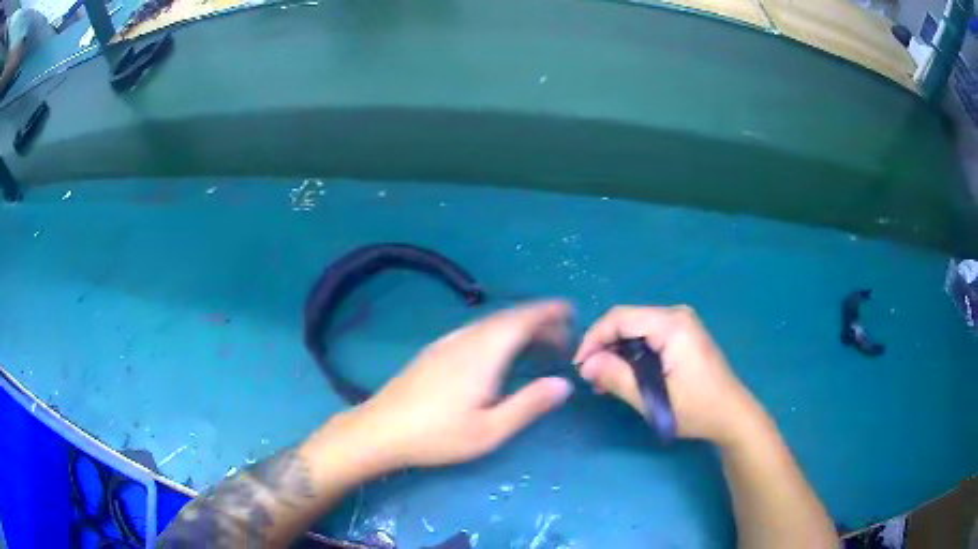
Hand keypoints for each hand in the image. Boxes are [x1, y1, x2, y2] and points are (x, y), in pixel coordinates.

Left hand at [343, 300, 574, 469]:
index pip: (522, 319)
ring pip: (491, 324)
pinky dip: (499, 334)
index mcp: (483, 353)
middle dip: (539, 321)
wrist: (381, 429)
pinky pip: (477, 331)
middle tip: (562, 338)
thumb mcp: (490, 429)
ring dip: (519, 327)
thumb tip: (565, 384)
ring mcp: (447, 343)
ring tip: (538, 345)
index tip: (570, 311)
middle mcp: (466, 339)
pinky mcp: (435, 351)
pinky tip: (500, 354)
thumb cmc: (438, 434)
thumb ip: (529, 404)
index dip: (548, 311)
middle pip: (508, 318)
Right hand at [573, 305, 760, 445]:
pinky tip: (624, 376)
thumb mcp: (652, 399)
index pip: (620, 318)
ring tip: (604, 381)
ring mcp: (682, 324)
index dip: (594, 339)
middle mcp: (676, 315)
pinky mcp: (683, 335)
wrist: (732, 415)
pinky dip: (632, 354)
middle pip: (627, 321)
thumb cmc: (696, 408)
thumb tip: (585, 366)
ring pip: (636, 329)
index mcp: (672, 324)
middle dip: (604, 347)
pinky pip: (648, 337)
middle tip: (591, 377)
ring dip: (617, 352)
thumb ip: (616, 377)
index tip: (579, 366)